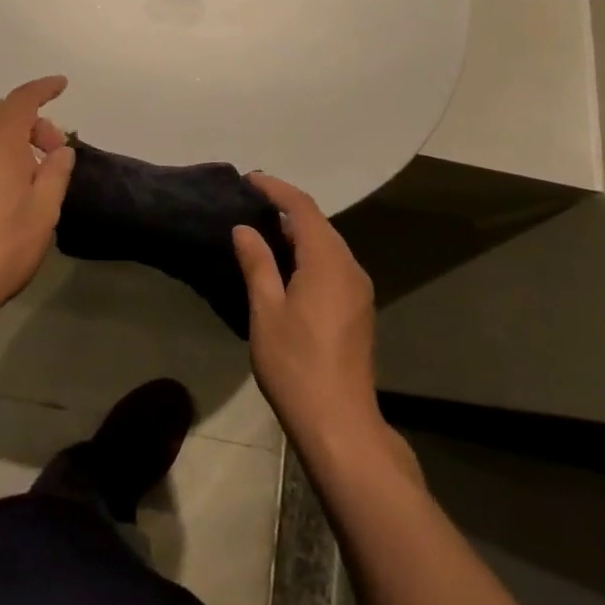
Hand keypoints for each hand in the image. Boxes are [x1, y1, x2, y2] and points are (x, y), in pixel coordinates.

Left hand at [0, 77, 74, 327]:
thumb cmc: (1, 245)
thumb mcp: (44, 210)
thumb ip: (56, 172)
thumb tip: (61, 150)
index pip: (23, 99)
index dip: (44, 88)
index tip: (62, 85)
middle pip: (3, 112)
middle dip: (32, 120)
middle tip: (54, 149)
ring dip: (12, 137)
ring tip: (34, 169)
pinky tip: (9, 183)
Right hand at [232, 174, 389, 458]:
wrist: (341, 425)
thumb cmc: (297, 365)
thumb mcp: (266, 311)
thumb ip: (257, 263)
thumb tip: (245, 228)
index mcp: (327, 261)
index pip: (302, 208)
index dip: (276, 189)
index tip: (250, 180)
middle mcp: (350, 267)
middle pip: (318, 223)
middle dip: (287, 208)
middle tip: (252, 203)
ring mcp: (359, 289)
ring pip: (327, 245)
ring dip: (298, 233)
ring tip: (263, 231)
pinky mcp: (359, 309)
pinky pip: (333, 265)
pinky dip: (309, 254)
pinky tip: (286, 267)